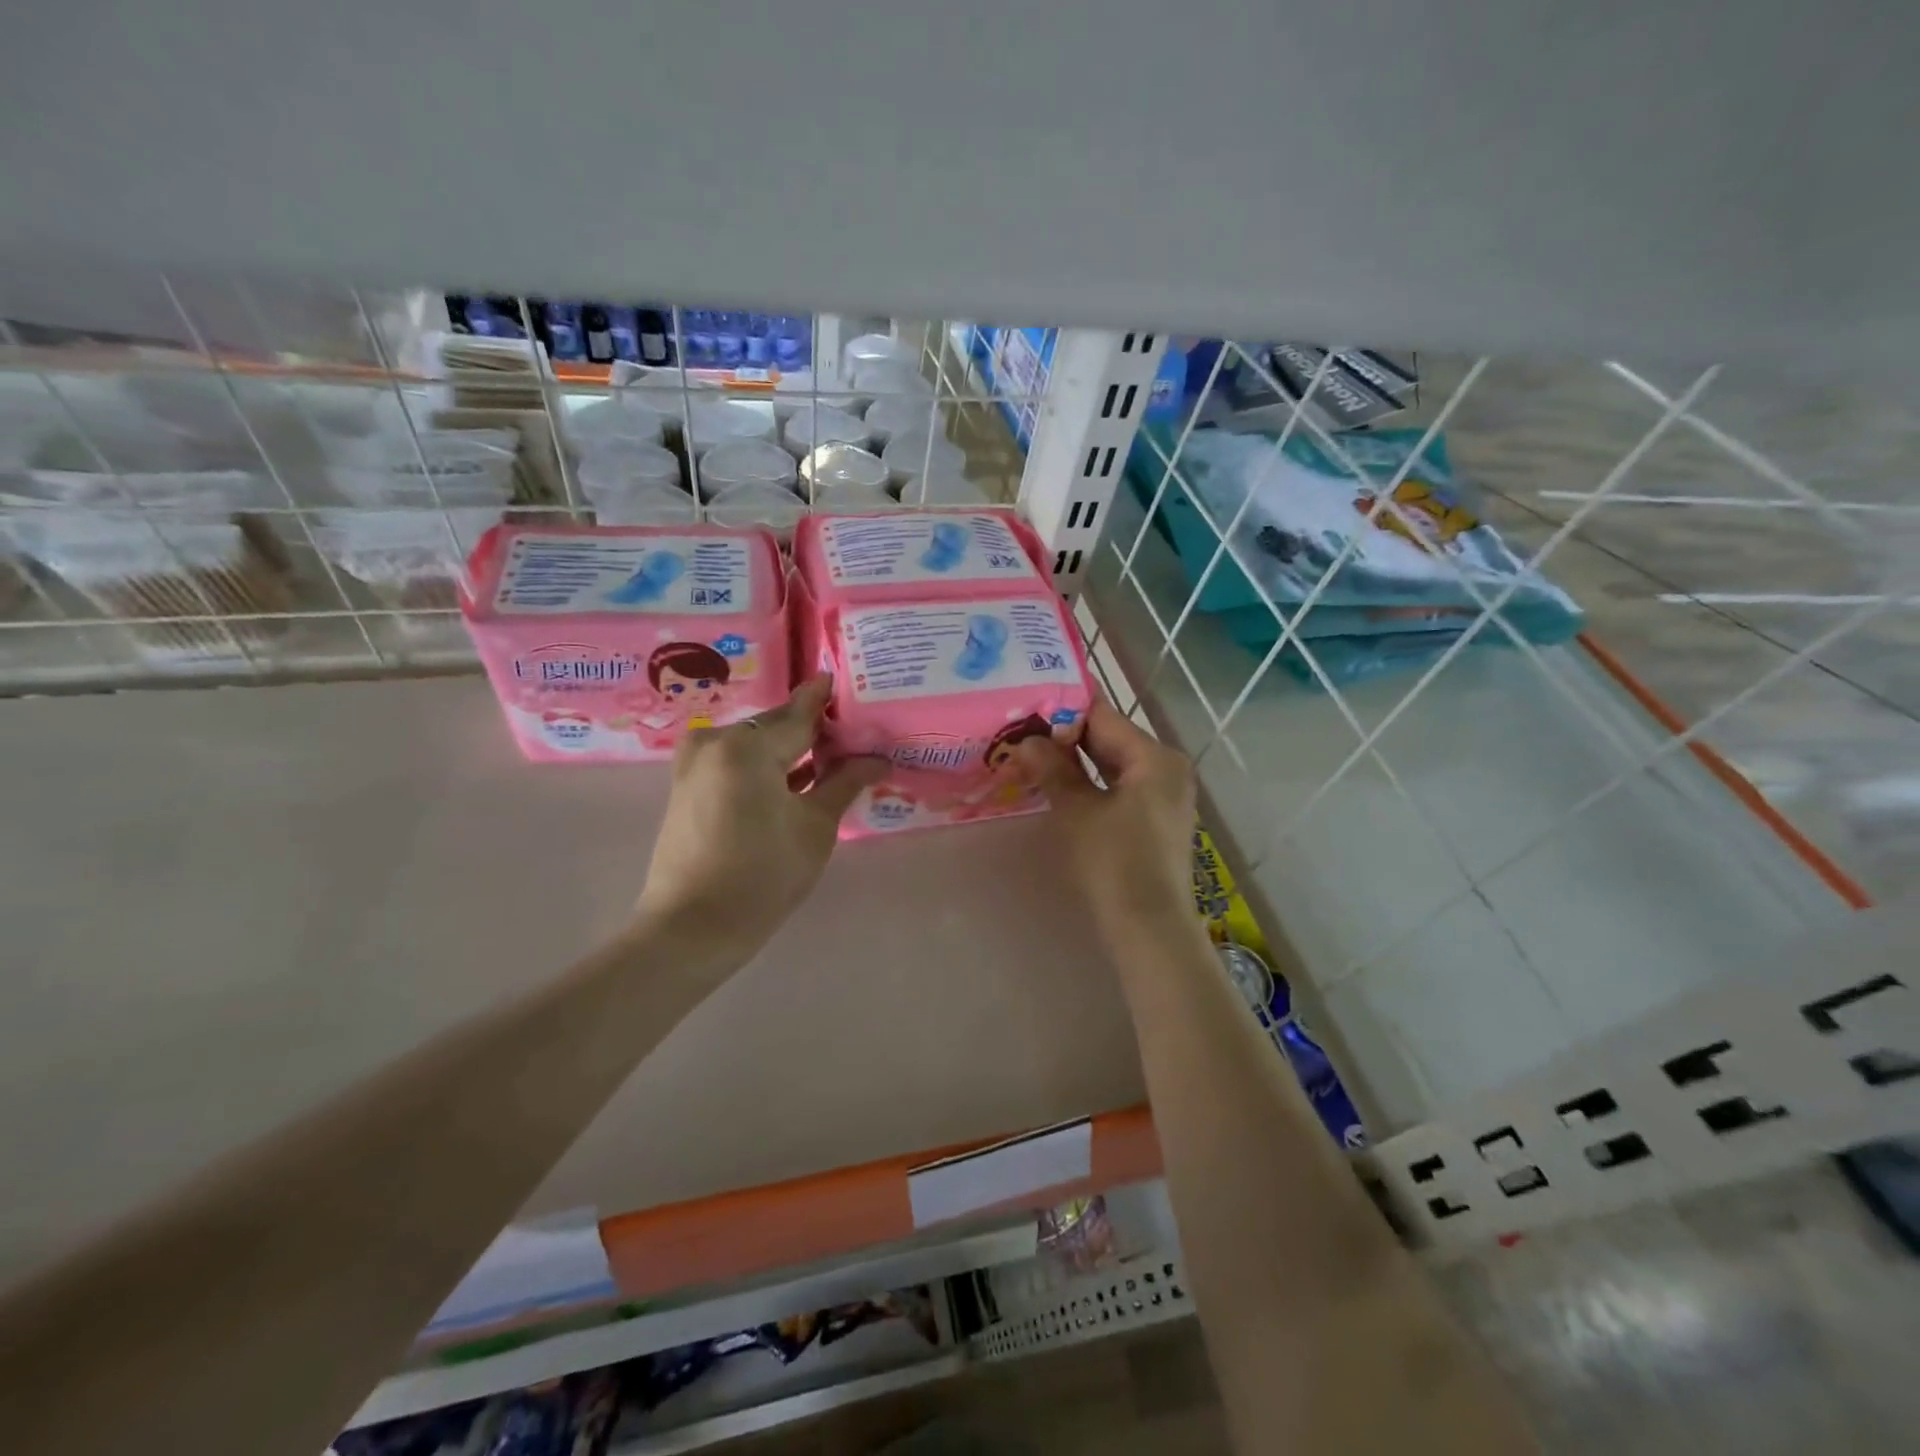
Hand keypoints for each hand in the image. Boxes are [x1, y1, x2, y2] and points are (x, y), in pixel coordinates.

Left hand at [637, 676, 886, 947]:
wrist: (692, 928)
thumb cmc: (763, 876)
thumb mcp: (815, 827)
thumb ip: (844, 781)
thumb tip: (878, 757)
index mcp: (746, 744)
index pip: (800, 714)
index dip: (828, 701)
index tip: (849, 683)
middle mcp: (715, 740)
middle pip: (776, 726)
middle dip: (814, 730)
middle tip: (853, 735)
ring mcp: (695, 761)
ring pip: (755, 743)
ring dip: (790, 749)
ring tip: (832, 758)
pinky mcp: (688, 783)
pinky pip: (736, 760)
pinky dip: (765, 765)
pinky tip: (797, 778)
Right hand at [1010, 698, 1197, 937]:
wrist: (1149, 928)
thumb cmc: (1114, 862)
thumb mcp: (1077, 811)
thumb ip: (1054, 769)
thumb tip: (1028, 741)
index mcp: (1154, 757)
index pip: (1103, 716)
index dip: (1062, 714)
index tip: (1024, 717)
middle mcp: (1166, 767)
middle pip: (1110, 738)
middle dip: (1067, 739)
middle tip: (1022, 738)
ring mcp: (1164, 794)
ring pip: (1113, 764)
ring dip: (1076, 763)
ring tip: (1033, 760)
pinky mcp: (1156, 819)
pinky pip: (1120, 787)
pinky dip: (1092, 784)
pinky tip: (1060, 787)